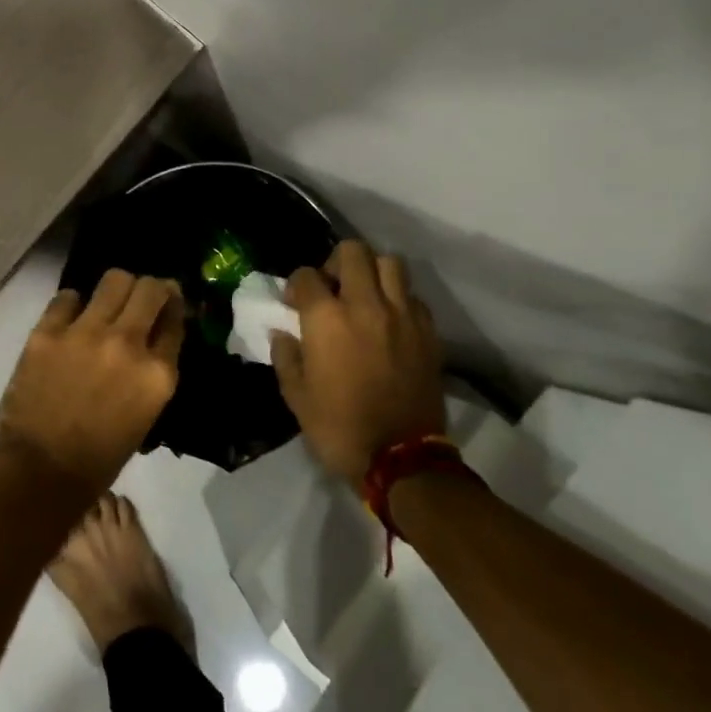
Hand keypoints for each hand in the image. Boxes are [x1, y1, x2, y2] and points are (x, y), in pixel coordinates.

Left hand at [0, 270, 184, 492]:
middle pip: (150, 288)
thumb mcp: (145, 414)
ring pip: (114, 279)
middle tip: (141, 297)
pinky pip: (67, 296)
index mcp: (158, 374)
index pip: (175, 320)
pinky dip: (72, 305)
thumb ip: (153, 371)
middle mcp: (128, 344)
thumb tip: (152, 341)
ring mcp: (86, 333)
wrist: (40, 472)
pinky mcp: (48, 331)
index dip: (172, 309)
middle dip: (151, 288)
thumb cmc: (99, 457)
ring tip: (107, 302)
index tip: (166, 306)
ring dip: (116, 289)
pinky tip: (70, 320)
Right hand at [270, 240, 444, 487]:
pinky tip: (390, 320)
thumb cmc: (338, 428)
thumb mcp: (296, 396)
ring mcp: (402, 316)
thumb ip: (286, 356)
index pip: (306, 275)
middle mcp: (365, 305)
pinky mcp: (428, 332)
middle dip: (335, 262)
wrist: (401, 459)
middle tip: (331, 288)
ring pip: (390, 263)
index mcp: (326, 319)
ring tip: (364, 296)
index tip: (293, 304)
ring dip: (372, 272)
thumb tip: (283, 333)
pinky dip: (398, 298)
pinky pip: (413, 296)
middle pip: (352, 252)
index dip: (295, 285)